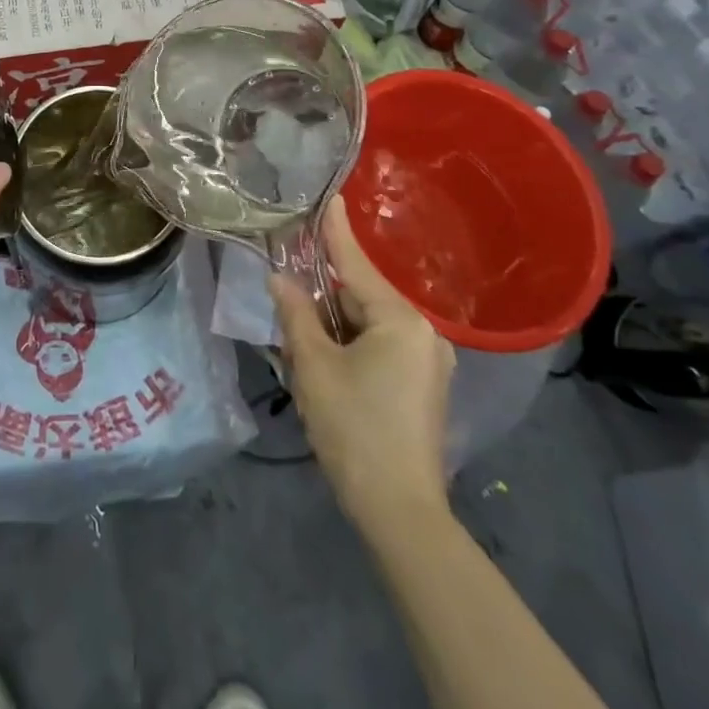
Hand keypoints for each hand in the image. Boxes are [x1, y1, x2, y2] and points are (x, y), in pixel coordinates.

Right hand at [271, 198, 455, 522]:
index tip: (329, 196)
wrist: (401, 513)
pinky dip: (351, 348)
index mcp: (401, 321)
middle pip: (360, 297)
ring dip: (334, 329)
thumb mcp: (314, 367)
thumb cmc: (354, 429)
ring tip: (301, 348)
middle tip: (287, 304)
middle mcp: (424, 333)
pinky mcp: (424, 386)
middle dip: (322, 299)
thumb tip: (280, 280)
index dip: (336, 231)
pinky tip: (326, 368)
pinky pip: (381, 348)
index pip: (356, 265)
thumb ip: (296, 314)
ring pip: (368, 324)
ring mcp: (428, 362)